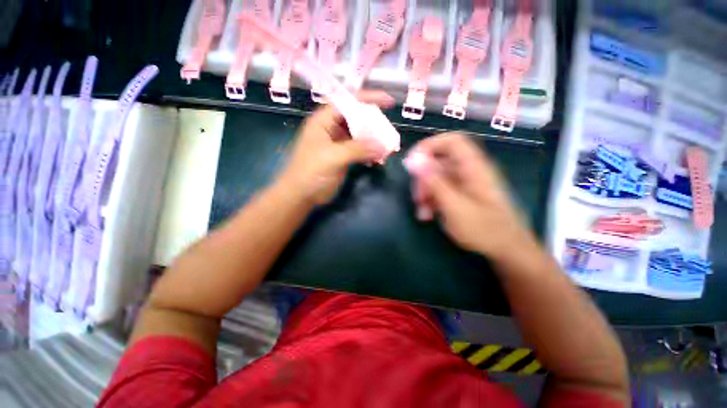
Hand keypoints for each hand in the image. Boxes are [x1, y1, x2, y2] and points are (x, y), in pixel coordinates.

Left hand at [277, 91, 394, 204]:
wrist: (301, 195)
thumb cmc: (311, 172)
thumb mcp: (332, 157)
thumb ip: (357, 149)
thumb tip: (383, 146)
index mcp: (324, 121)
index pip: (347, 102)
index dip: (368, 99)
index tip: (388, 102)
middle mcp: (332, 129)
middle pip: (357, 119)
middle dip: (374, 124)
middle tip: (389, 131)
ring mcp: (338, 144)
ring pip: (360, 136)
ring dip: (374, 141)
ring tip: (388, 148)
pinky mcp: (343, 157)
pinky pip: (360, 151)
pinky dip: (370, 154)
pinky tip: (379, 161)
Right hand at [408, 133, 535, 261]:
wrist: (505, 249)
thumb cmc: (483, 229)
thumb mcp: (454, 206)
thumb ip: (434, 182)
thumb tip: (413, 160)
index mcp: (473, 167)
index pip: (452, 141)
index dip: (430, 145)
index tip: (412, 161)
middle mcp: (469, 170)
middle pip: (439, 161)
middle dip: (423, 178)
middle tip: (417, 197)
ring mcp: (465, 182)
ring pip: (437, 177)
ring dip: (425, 192)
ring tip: (422, 212)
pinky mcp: (461, 193)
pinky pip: (441, 189)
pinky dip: (431, 200)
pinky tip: (428, 215)